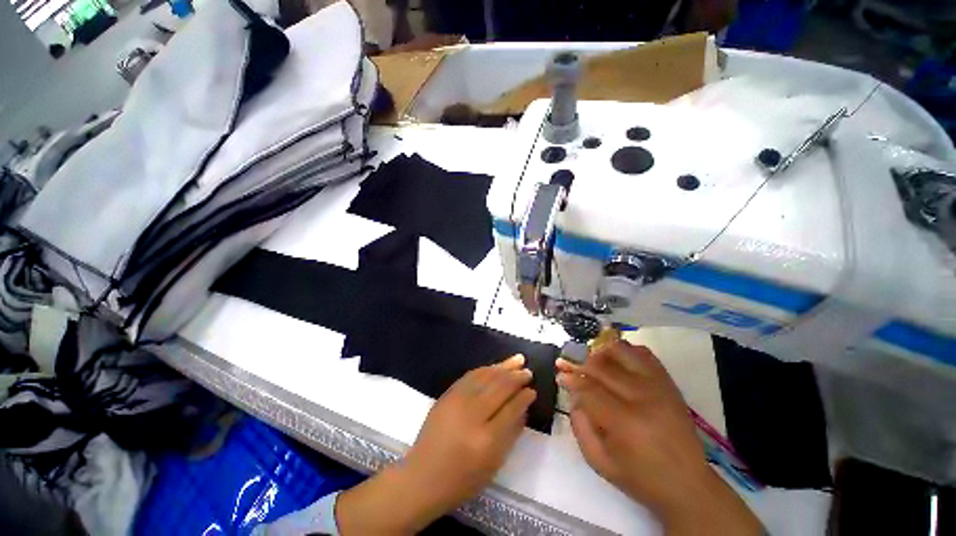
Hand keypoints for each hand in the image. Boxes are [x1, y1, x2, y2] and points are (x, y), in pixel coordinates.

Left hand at [337, 355, 534, 534]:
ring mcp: (457, 401)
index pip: (511, 408)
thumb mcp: (493, 465)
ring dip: (503, 367)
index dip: (524, 397)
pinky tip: (495, 366)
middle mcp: (472, 415)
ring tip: (517, 360)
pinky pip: (470, 375)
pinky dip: (485, 369)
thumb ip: (511, 433)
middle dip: (516, 377)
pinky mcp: (447, 395)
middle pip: (499, 388)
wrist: (422, 476)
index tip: (532, 390)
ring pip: (485, 376)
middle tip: (528, 371)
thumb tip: (523, 408)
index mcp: (486, 439)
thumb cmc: (461, 479)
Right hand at [557, 341, 760, 535]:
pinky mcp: (668, 382)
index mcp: (625, 423)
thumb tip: (573, 395)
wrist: (688, 484)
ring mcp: (658, 386)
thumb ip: (580, 426)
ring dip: (600, 352)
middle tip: (566, 362)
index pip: (589, 389)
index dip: (571, 379)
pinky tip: (615, 359)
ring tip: (590, 360)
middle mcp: (642, 397)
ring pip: (621, 352)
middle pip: (601, 366)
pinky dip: (625, 350)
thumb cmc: (640, 478)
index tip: (560, 375)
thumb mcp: (600, 462)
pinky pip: (643, 353)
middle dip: (579, 361)